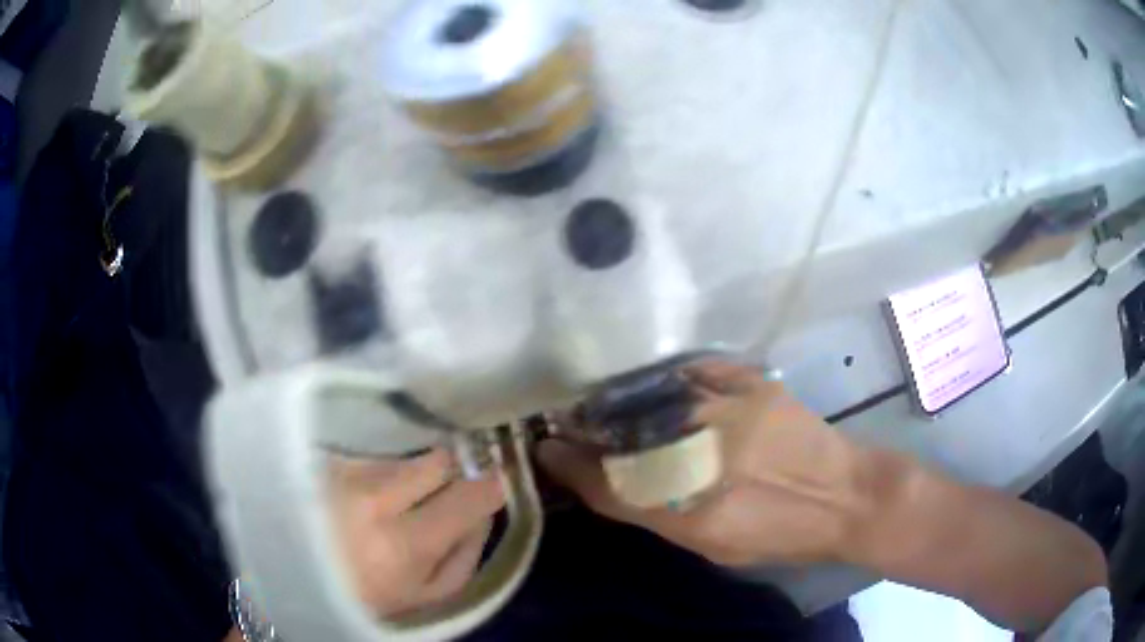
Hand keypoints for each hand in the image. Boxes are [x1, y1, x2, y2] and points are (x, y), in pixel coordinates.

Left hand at [325, 448, 504, 616]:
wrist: (297, 580)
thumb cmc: (369, 599)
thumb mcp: (431, 596)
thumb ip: (467, 552)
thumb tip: (486, 506)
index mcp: (402, 544)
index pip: (471, 494)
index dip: (491, 487)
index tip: (491, 489)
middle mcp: (371, 498)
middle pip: (440, 459)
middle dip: (452, 473)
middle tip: (444, 492)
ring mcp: (341, 472)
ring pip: (406, 452)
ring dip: (414, 469)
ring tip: (398, 496)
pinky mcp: (323, 459)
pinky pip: (374, 450)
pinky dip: (383, 465)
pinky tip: (371, 488)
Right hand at [539, 360, 867, 566]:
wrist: (846, 498)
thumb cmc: (779, 535)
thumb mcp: (714, 547)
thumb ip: (658, 516)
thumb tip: (610, 485)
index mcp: (689, 513)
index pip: (608, 487)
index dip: (570, 466)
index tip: (547, 449)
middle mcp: (703, 461)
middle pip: (622, 440)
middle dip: (587, 430)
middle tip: (569, 423)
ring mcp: (728, 416)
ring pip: (652, 401)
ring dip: (622, 401)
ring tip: (605, 400)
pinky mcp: (754, 387)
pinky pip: (698, 372)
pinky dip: (676, 378)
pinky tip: (666, 384)